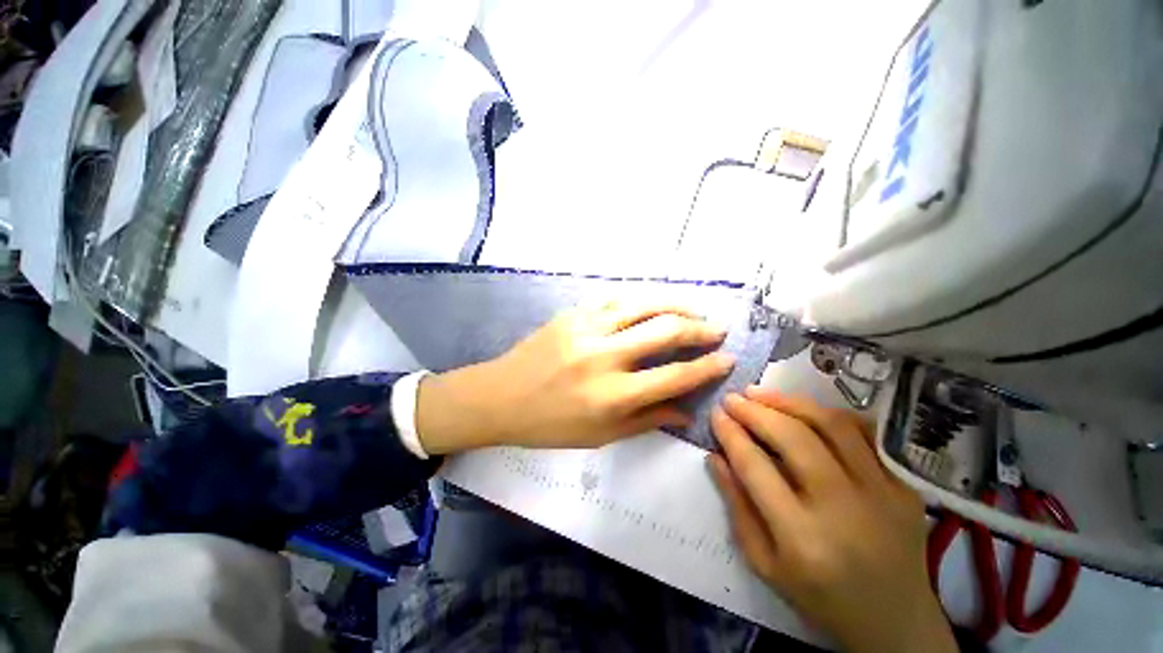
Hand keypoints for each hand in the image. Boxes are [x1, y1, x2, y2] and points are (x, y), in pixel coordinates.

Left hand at [415, 304, 735, 453]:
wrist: (500, 397)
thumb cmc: (549, 425)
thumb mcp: (600, 436)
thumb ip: (646, 422)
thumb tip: (686, 411)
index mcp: (613, 396)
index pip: (674, 376)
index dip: (707, 367)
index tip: (727, 359)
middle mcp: (605, 357)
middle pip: (665, 331)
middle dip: (699, 328)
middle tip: (716, 329)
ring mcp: (587, 329)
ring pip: (643, 304)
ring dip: (675, 304)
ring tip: (694, 309)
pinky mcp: (573, 314)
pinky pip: (615, 300)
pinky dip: (640, 300)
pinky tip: (653, 305)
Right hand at [708, 388, 955, 652]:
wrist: (894, 619)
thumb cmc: (820, 596)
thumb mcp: (764, 563)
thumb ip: (736, 506)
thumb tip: (715, 456)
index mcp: (801, 537)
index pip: (755, 467)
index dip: (731, 434)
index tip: (716, 414)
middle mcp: (842, 508)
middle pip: (793, 439)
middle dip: (755, 411)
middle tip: (733, 398)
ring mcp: (881, 493)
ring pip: (831, 425)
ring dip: (789, 402)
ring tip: (761, 394)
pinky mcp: (904, 485)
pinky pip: (865, 433)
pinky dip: (829, 415)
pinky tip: (805, 410)